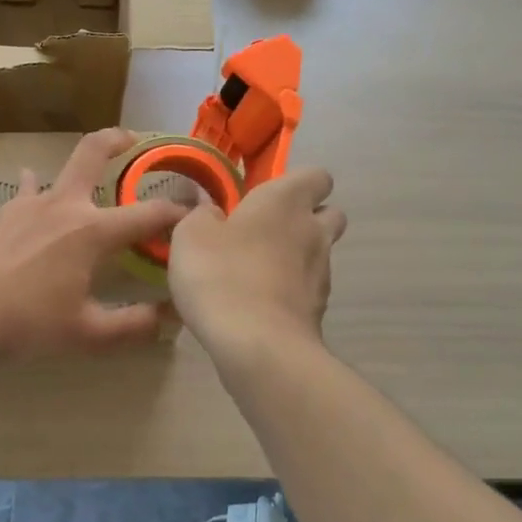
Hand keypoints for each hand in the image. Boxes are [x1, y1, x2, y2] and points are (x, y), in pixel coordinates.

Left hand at [0, 129, 187, 359]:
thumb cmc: (25, 322)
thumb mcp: (86, 334)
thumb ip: (132, 326)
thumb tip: (168, 319)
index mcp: (92, 232)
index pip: (148, 215)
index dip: (177, 212)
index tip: (195, 212)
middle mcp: (64, 205)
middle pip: (94, 153)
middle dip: (118, 139)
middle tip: (134, 139)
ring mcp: (28, 204)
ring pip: (58, 169)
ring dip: (78, 166)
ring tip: (87, 174)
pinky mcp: (1, 213)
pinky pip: (26, 190)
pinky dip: (36, 187)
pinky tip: (31, 188)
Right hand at [167, 168, 346, 359]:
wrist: (258, 346)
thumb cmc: (222, 274)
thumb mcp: (191, 235)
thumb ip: (202, 216)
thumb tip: (213, 213)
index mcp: (286, 201)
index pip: (317, 176)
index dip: (298, 183)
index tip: (268, 196)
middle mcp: (313, 231)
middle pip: (330, 214)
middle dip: (307, 218)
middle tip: (266, 232)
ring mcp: (322, 273)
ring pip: (319, 254)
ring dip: (296, 258)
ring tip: (256, 274)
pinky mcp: (319, 310)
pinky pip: (307, 290)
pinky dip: (290, 292)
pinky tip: (259, 305)